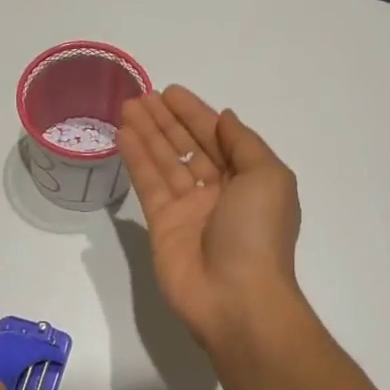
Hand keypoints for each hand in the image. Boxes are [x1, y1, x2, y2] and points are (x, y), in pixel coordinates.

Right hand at [119, 86, 302, 350]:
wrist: (236, 298)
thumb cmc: (258, 233)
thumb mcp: (268, 177)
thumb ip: (244, 144)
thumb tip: (226, 118)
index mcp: (249, 179)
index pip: (218, 137)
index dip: (196, 113)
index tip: (171, 92)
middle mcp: (219, 191)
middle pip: (189, 146)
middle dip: (167, 121)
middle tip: (141, 95)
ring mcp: (189, 209)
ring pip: (165, 161)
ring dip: (147, 134)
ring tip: (126, 107)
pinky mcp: (162, 226)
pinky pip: (148, 184)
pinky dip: (136, 159)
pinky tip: (122, 135)